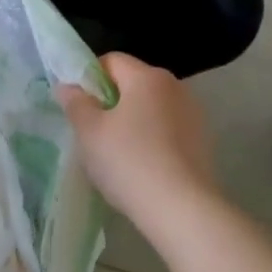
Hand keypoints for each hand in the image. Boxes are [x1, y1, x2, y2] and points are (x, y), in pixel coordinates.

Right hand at [59, 53, 218, 227]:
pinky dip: (152, 141)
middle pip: (132, 84)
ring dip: (132, 123)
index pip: (111, 61)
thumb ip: (75, 103)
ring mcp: (193, 115)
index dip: (89, 79)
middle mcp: (175, 87)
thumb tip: (68, 86)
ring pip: (150, 109)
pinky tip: (142, 169)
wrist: (183, 210)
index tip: (78, 107)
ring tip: (117, 156)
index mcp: (147, 76)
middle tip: (92, 133)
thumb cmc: (129, 162)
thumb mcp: (90, 132)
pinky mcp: (203, 142)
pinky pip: (167, 131)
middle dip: (110, 103)